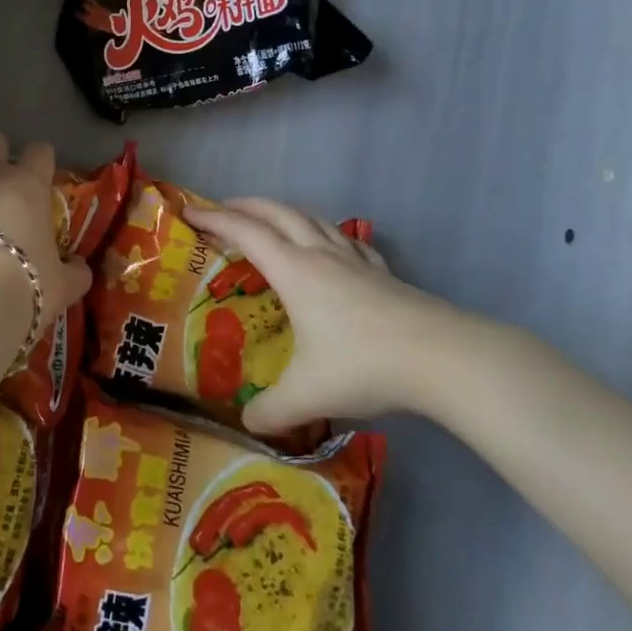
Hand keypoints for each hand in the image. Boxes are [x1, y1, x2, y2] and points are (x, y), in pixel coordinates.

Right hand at [185, 198, 469, 432]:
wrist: (441, 358)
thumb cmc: (364, 364)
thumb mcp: (308, 394)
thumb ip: (272, 411)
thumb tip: (248, 425)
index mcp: (294, 271)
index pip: (245, 232)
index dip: (214, 219)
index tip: (190, 213)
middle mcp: (320, 254)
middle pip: (277, 212)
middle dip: (245, 205)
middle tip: (222, 209)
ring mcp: (355, 259)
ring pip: (312, 219)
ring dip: (284, 212)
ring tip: (271, 221)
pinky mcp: (382, 272)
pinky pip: (346, 240)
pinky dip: (327, 233)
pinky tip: (333, 247)